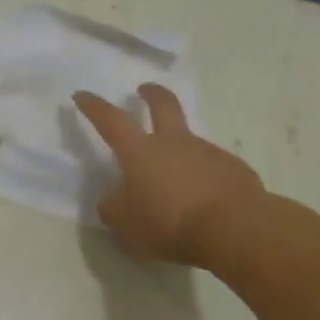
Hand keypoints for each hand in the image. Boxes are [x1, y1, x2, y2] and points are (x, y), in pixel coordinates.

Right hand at [73, 84, 265, 268]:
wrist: (236, 229)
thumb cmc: (171, 223)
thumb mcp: (125, 223)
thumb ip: (113, 206)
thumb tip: (113, 195)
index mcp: (140, 152)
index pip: (110, 120)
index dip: (94, 106)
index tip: (82, 94)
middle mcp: (173, 143)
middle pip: (163, 105)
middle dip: (151, 94)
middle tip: (144, 89)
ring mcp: (207, 152)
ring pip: (189, 142)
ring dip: (180, 149)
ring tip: (176, 182)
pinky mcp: (234, 169)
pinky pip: (212, 167)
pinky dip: (204, 176)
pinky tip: (206, 199)